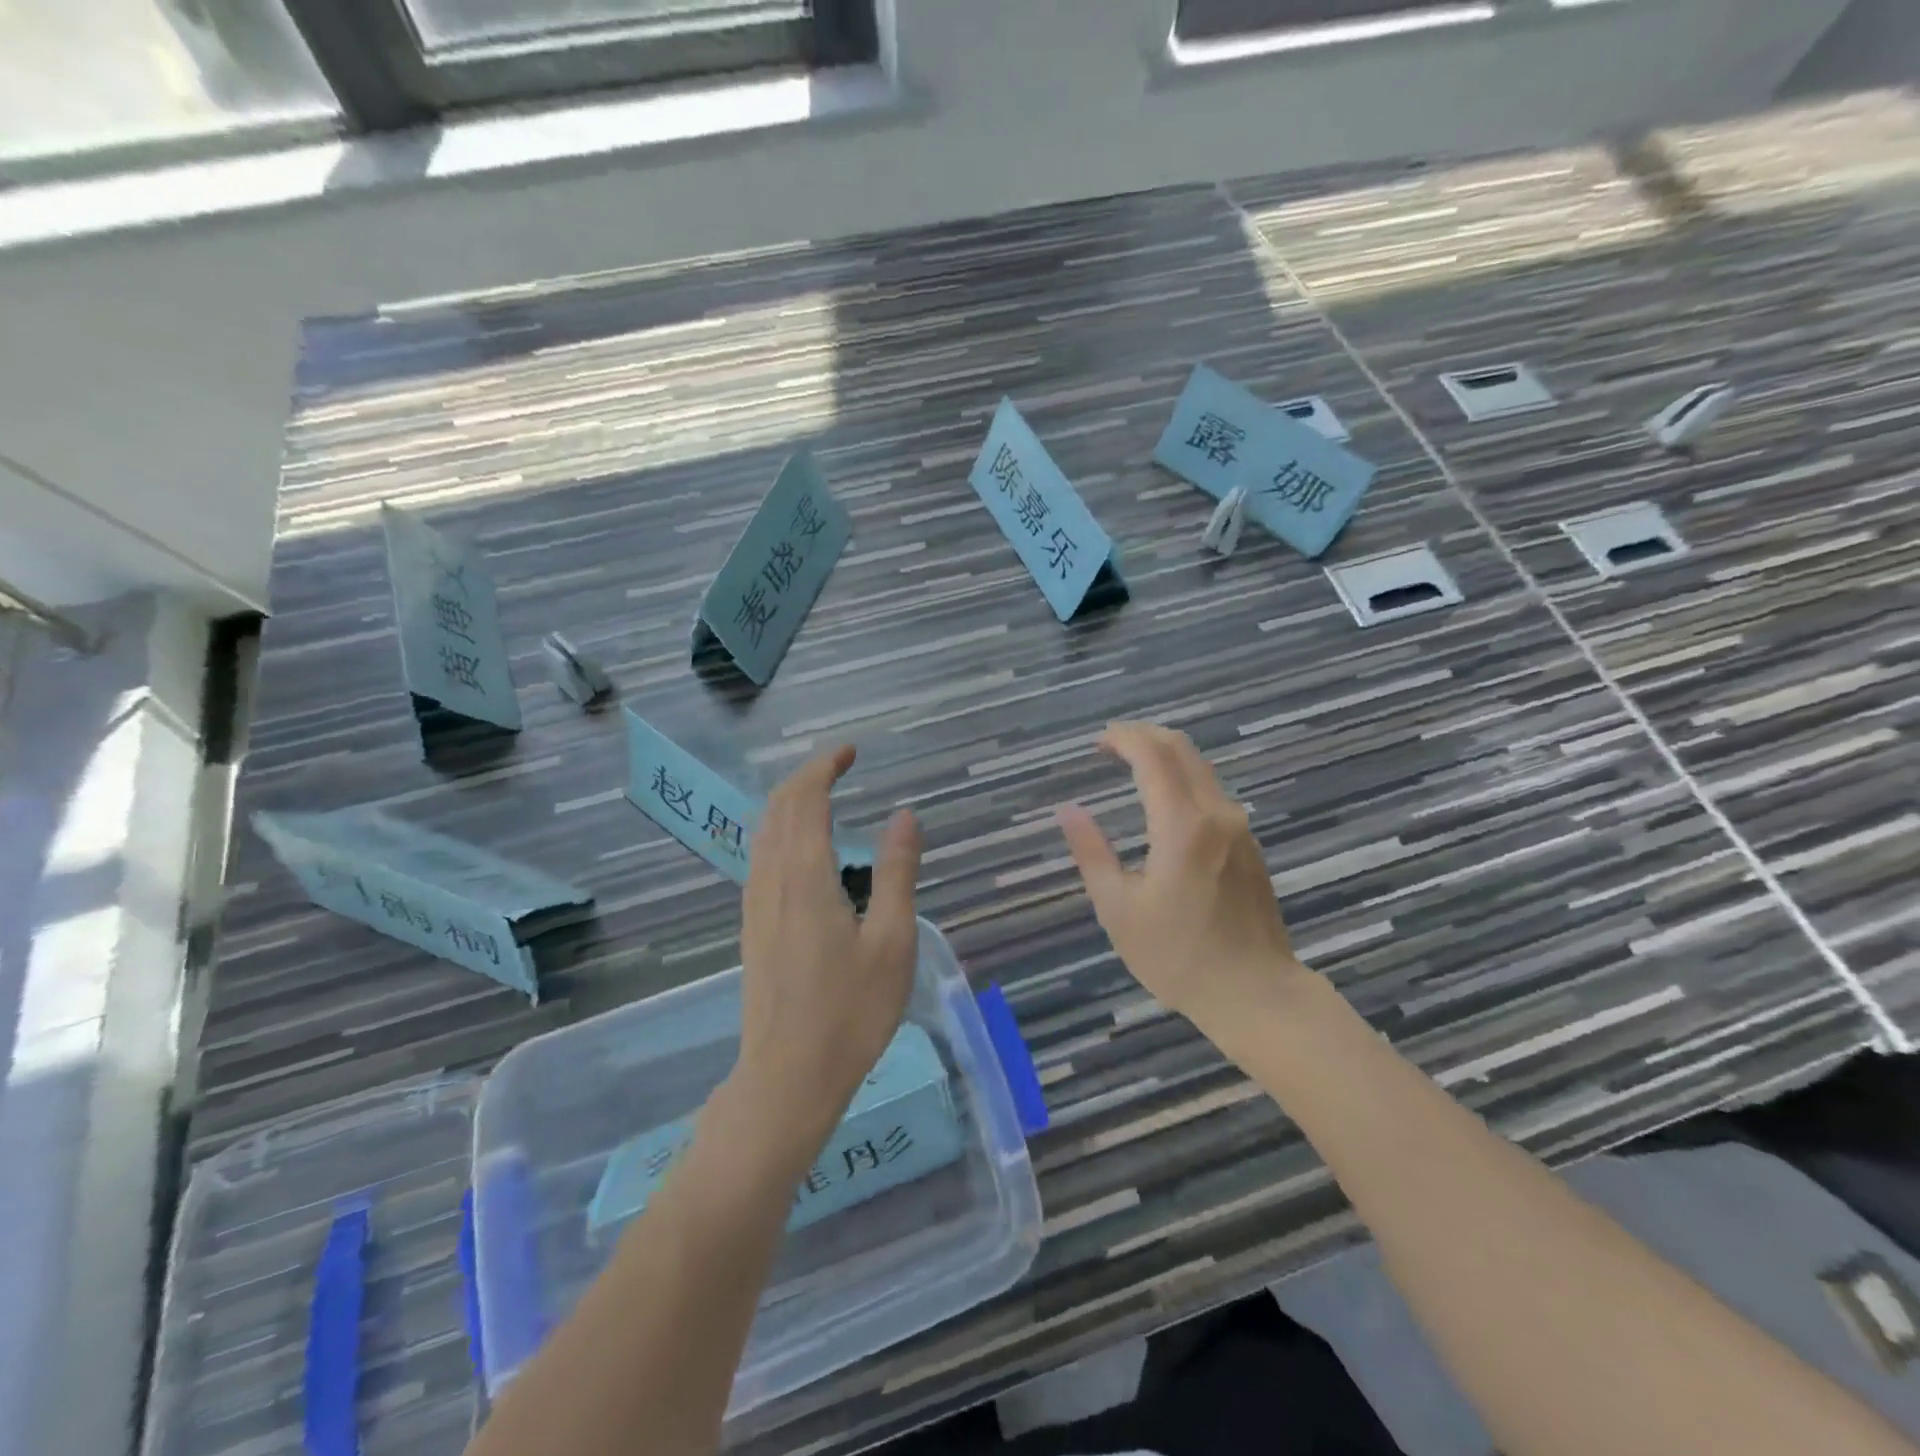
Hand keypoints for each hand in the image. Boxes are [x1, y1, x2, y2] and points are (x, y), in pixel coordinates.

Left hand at [735, 745, 922, 1148]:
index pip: (806, 800)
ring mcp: (755, 905)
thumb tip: (904, 816)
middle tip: (841, 764)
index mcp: (805, 877)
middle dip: (807, 777)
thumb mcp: (892, 941)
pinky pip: (761, 858)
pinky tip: (802, 851)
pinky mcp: (752, 927)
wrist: (787, 1078)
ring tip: (823, 797)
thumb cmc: (850, 1012)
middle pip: (779, 808)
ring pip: (764, 833)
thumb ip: (897, 872)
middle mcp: (771, 880)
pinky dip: (781, 833)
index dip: (824, 766)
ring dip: (790, 803)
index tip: (850, 751)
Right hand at [1056, 722, 1306, 1031]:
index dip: (1124, 738)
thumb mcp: (1119, 909)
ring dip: (1165, 755)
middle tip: (1111, 745)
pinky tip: (1163, 800)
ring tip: (1131, 766)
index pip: (1153, 756)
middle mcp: (1217, 813)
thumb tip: (1068, 810)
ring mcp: (1239, 827)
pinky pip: (1212, 791)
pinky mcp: (1249, 844)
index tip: (1097, 742)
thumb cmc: (1179, 956)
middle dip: (1144, 736)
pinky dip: (1182, 778)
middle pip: (1182, 749)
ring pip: (1201, 768)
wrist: (1257, 994)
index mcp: (1182, 825)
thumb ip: (1091, 853)